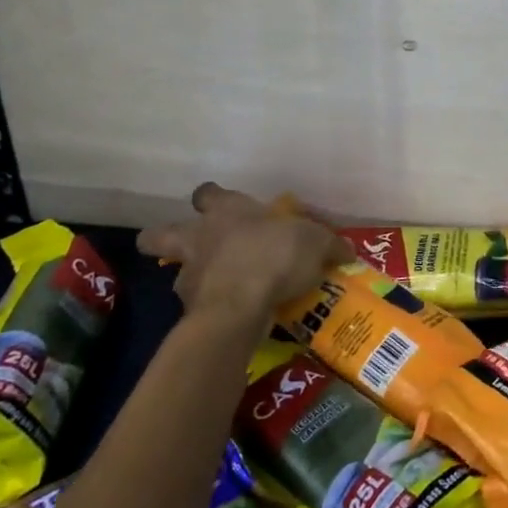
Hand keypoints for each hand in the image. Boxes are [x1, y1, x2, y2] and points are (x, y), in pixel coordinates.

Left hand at [137, 183, 345, 321]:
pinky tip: (231, 314)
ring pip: (176, 272)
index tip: (222, 205)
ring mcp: (189, 275)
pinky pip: (197, 306)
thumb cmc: (275, 255)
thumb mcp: (316, 243)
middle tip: (193, 248)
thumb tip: (347, 250)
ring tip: (219, 288)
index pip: (208, 193)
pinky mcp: (190, 310)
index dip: (212, 198)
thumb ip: (330, 245)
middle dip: (163, 238)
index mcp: (227, 210)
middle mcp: (199, 237)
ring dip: (194, 278)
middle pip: (160, 234)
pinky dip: (211, 309)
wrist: (240, 305)